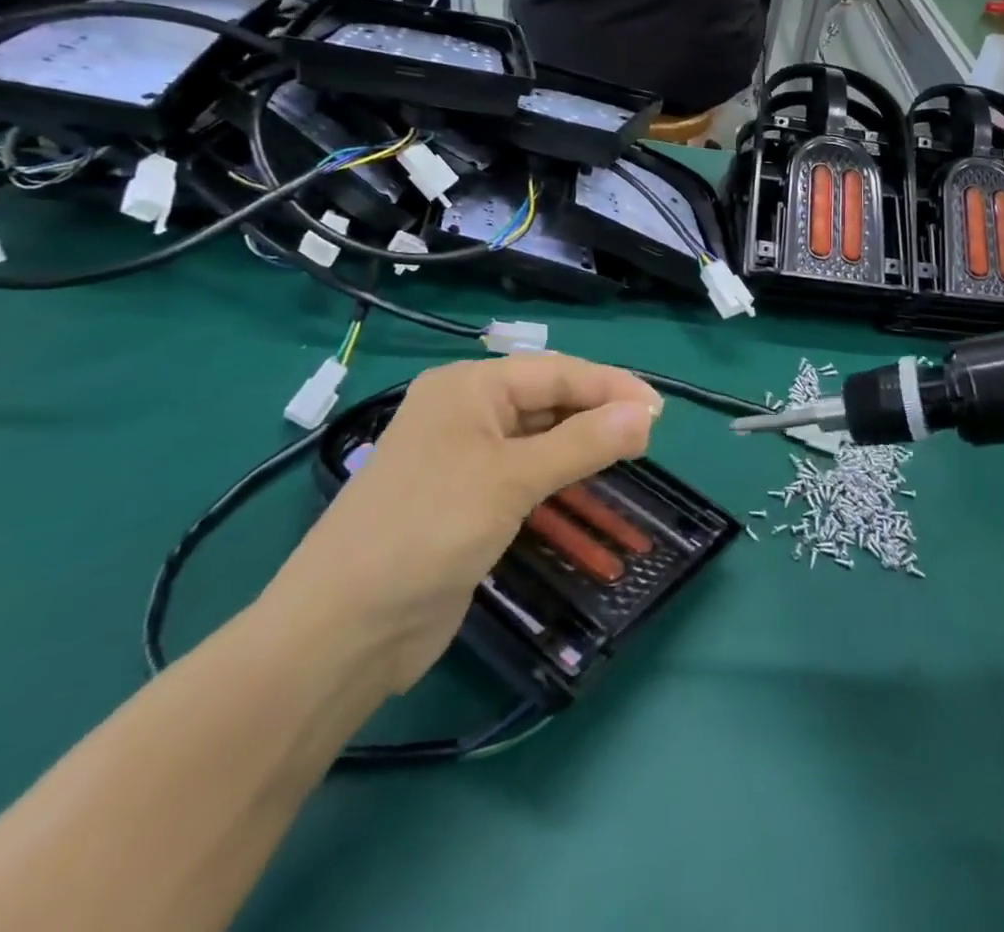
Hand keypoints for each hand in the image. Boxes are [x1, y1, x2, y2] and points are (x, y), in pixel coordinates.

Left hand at [263, 355, 661, 690]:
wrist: (343, 631)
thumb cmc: (428, 531)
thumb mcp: (511, 480)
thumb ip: (582, 444)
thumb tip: (646, 414)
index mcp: (468, 388)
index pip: (555, 372)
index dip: (609, 386)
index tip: (659, 411)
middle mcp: (465, 413)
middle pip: (547, 400)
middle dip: (597, 412)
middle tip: (649, 436)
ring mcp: (463, 459)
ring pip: (538, 437)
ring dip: (581, 444)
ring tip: (631, 454)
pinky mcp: (466, 501)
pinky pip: (525, 473)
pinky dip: (560, 474)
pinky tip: (588, 483)